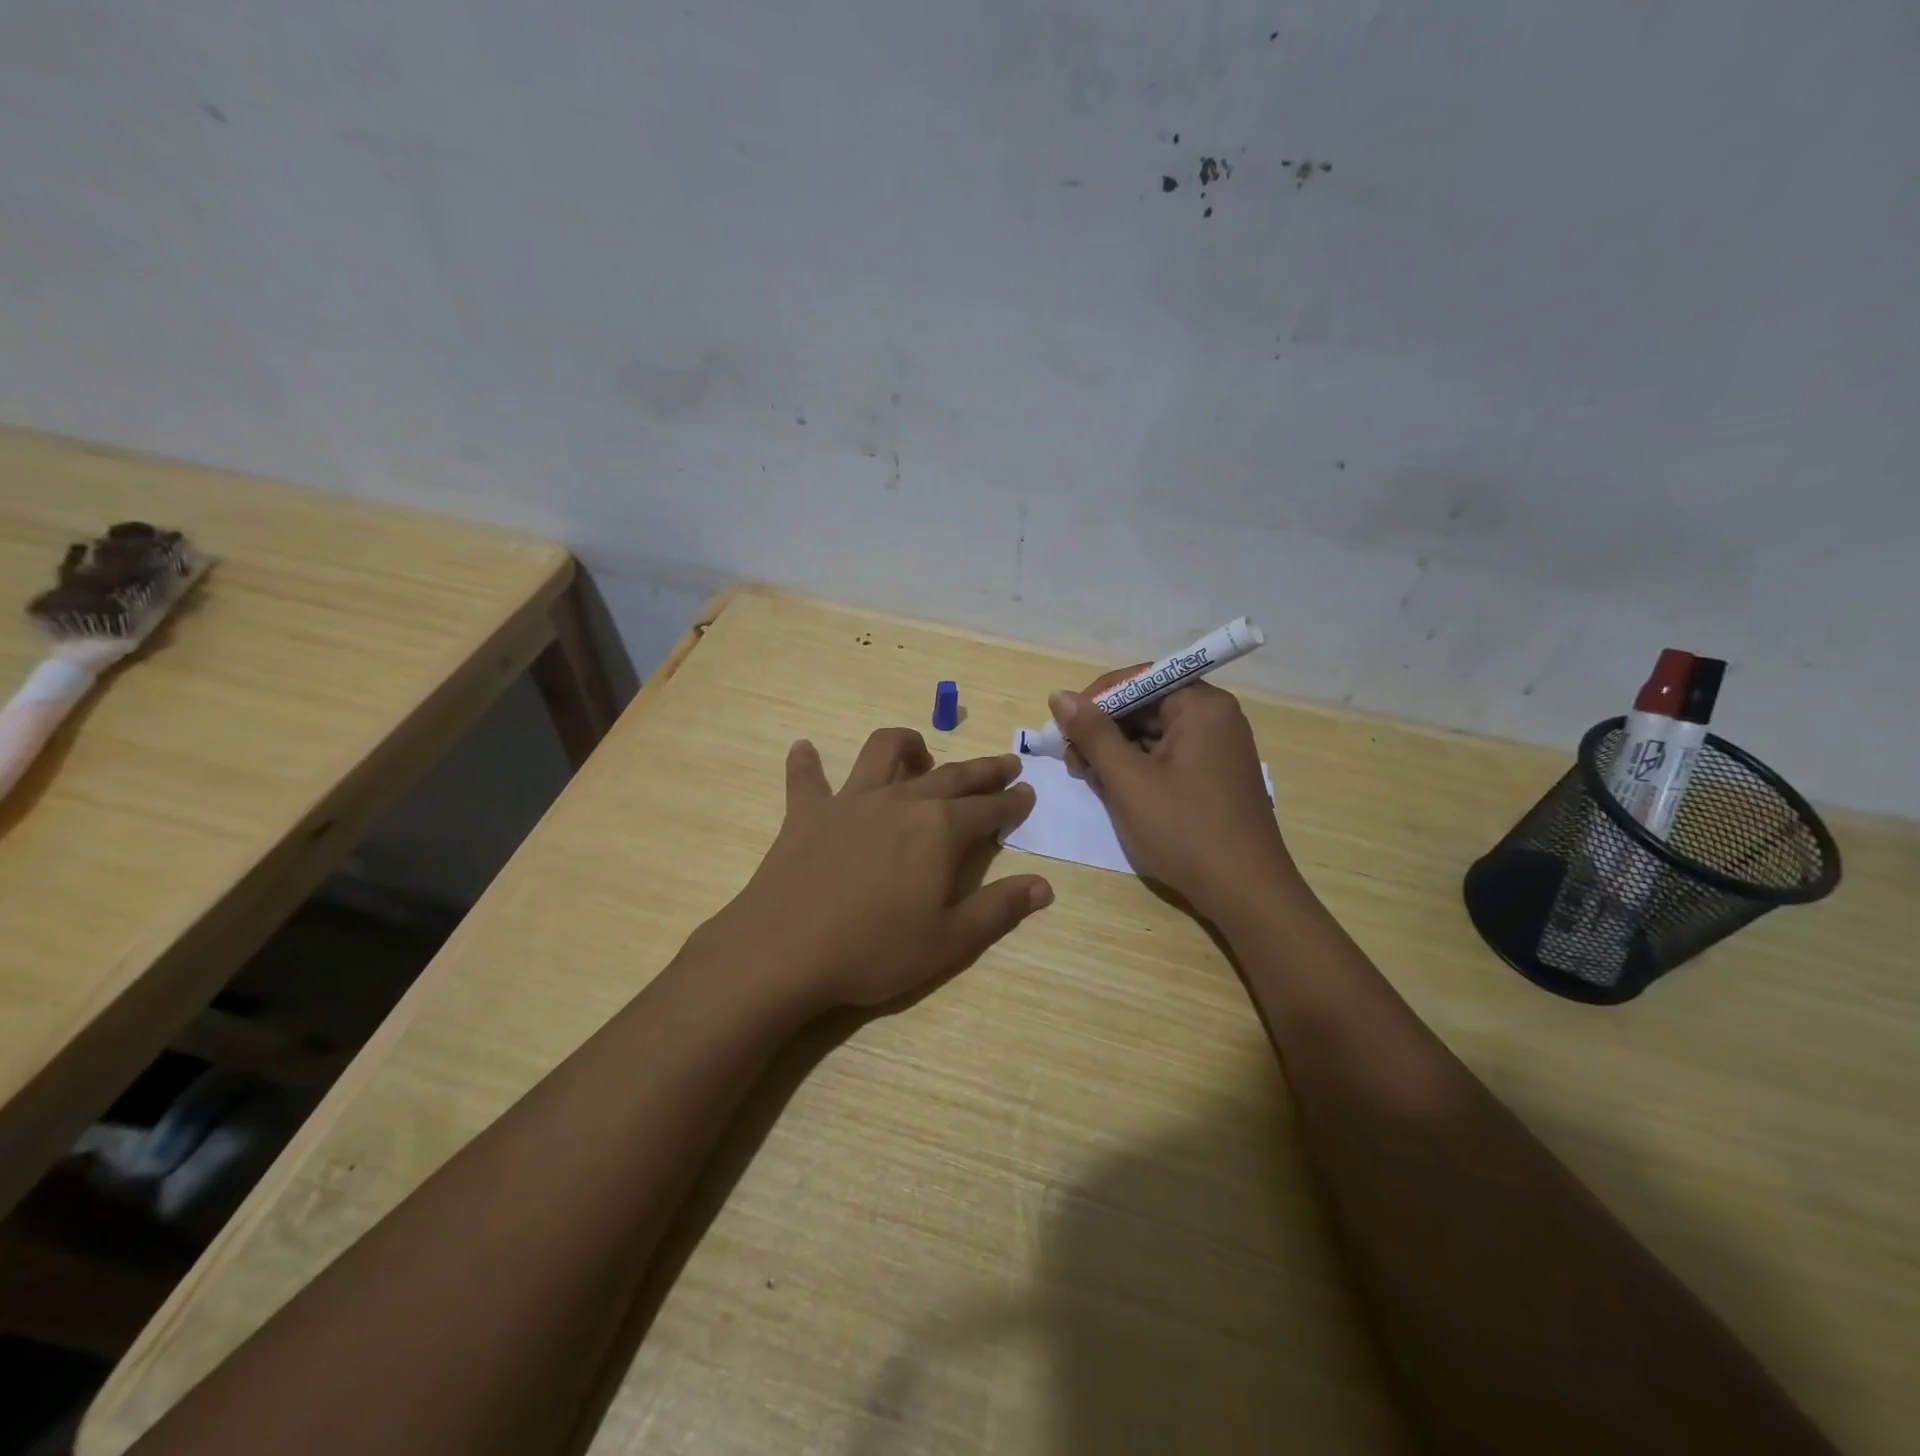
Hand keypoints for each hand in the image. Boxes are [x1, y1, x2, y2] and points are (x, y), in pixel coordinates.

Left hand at [705, 728, 1053, 1010]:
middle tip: (1005, 764)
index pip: (989, 809)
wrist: (785, 952)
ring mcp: (851, 801)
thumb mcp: (949, 941)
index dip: (1012, 802)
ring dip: (907, 744)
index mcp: (940, 830)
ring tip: (919, 750)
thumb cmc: (874, 950)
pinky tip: (804, 749)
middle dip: (983, 770)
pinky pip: (806, 778)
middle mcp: (901, 801)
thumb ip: (999, 909)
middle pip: (952, 775)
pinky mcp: (807, 812)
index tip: (1028, 793)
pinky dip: (806, 762)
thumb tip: (1044, 886)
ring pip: (883, 752)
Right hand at [1050, 673, 1298, 919]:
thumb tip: (1060, 696)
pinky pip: (1168, 756)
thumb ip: (1093, 733)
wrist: (1245, 892)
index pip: (1138, 679)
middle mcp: (1215, 717)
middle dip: (1104, 729)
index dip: (1096, 699)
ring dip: (1117, 751)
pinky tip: (1116, 790)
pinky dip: (1139, 768)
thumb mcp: (1128, 779)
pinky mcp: (1215, 776)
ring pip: (1153, 733)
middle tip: (1073, 761)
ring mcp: (1218, 748)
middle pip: (1146, 705)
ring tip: (1089, 779)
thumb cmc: (1184, 829)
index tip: (1065, 728)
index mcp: (1201, 705)